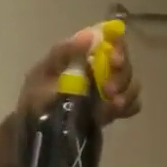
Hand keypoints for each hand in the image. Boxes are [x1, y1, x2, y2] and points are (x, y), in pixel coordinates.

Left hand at [17, 28, 141, 125]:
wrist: (34, 131)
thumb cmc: (36, 96)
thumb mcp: (43, 72)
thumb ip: (64, 53)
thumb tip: (91, 35)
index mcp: (83, 53)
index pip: (110, 40)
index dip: (118, 46)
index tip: (115, 60)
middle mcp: (99, 67)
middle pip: (124, 62)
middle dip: (122, 74)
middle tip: (110, 90)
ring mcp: (108, 88)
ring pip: (131, 83)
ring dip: (127, 92)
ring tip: (113, 106)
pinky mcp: (113, 108)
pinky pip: (132, 104)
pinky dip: (129, 106)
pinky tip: (117, 112)